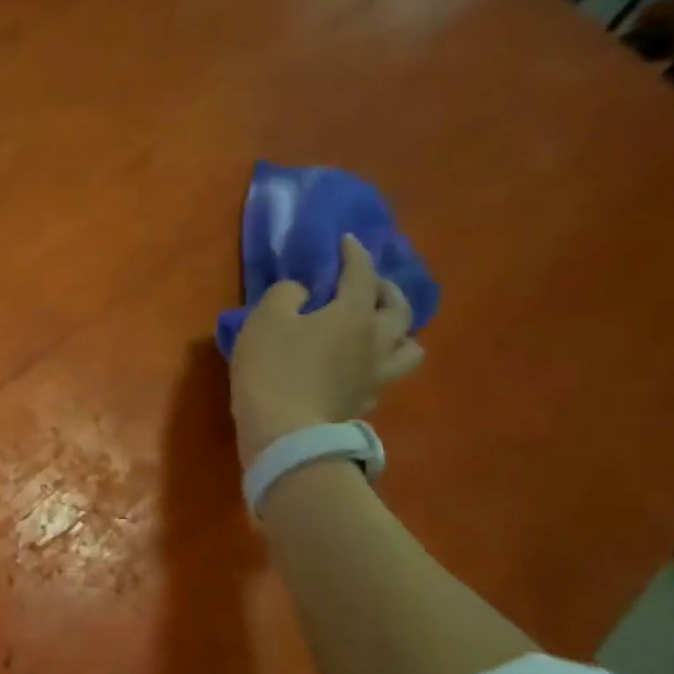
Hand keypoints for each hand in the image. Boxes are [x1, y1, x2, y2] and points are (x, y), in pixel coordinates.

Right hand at [228, 234, 424, 466]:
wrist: (284, 432)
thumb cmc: (272, 369)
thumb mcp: (264, 320)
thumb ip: (286, 295)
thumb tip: (304, 294)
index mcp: (353, 314)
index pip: (361, 273)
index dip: (354, 253)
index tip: (346, 241)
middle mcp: (376, 341)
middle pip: (400, 308)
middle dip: (387, 289)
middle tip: (371, 285)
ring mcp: (375, 376)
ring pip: (409, 348)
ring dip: (400, 332)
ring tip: (383, 330)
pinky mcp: (365, 404)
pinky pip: (384, 379)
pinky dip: (377, 367)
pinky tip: (362, 369)